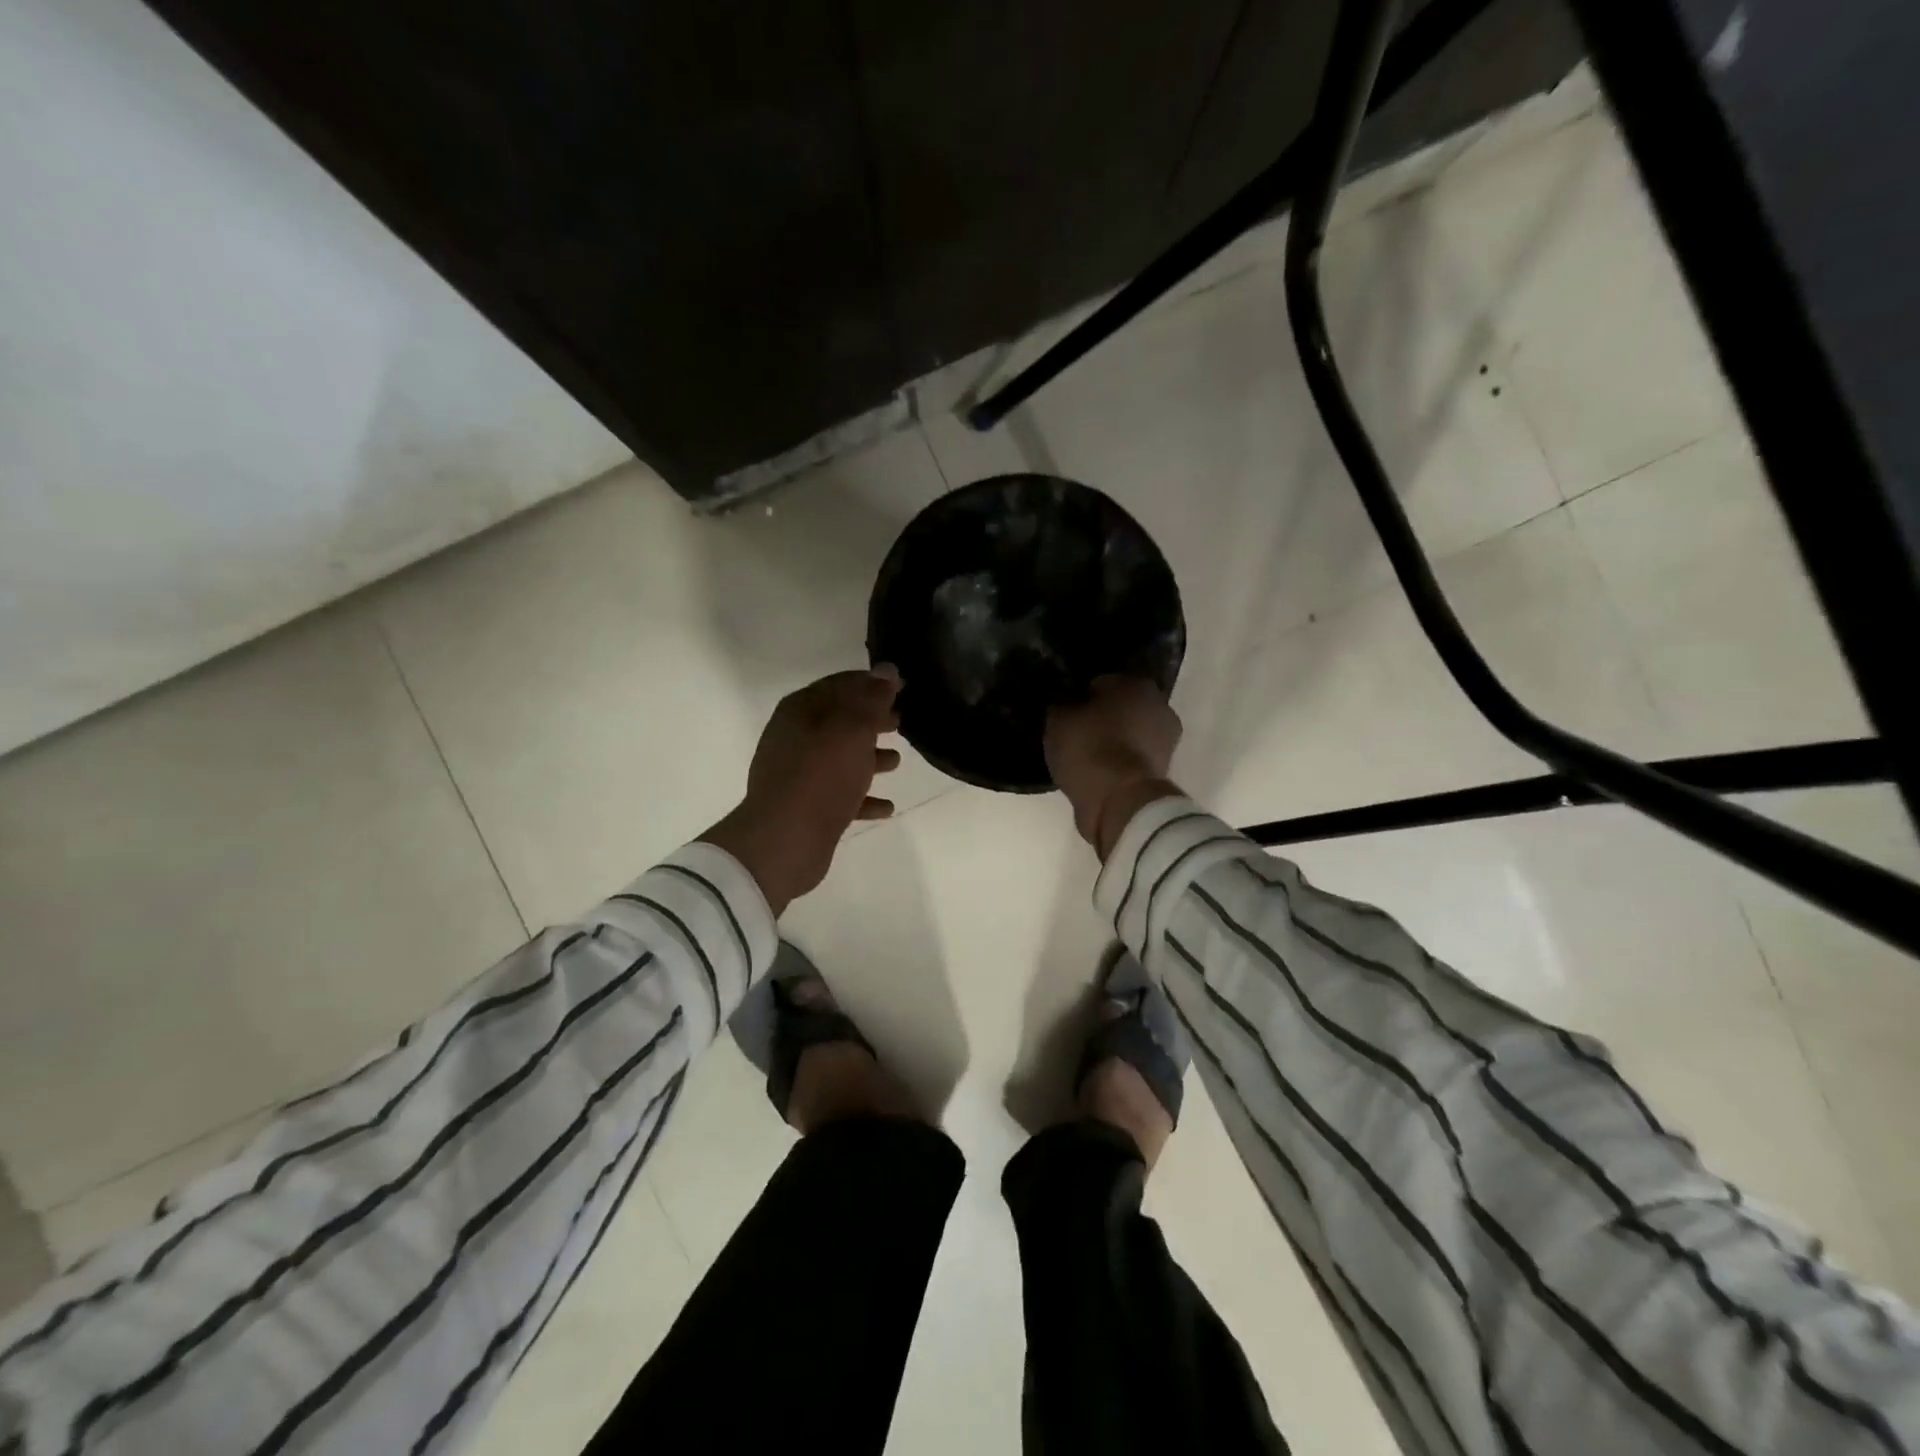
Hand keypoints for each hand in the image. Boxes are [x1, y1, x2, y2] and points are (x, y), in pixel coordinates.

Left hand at [701, 667, 902, 912]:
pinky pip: (840, 795)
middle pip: (840, 720)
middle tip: (901, 722)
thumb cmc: (822, 774)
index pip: (841, 684)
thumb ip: (872, 698)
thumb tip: (886, 670)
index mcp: (801, 710)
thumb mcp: (853, 728)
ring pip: (840, 758)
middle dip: (871, 720)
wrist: (786, 839)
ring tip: (897, 761)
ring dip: (868, 757)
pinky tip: (887, 807)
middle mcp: (795, 737)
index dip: (872, 683)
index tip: (902, 687)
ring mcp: (798, 774)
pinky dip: (863, 797)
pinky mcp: (806, 807)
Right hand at [1045, 676, 1182, 858]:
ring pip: (1130, 733)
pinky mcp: (1165, 770)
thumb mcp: (1058, 719)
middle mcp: (1159, 704)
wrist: (1120, 801)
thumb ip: (1063, 704)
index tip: (1067, 714)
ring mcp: (1167, 739)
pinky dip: (1120, 763)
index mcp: (1136, 683)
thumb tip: (1067, 703)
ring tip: (1086, 757)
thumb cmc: (1090, 749)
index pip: (1101, 683)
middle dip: (1103, 717)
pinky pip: (1132, 758)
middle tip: (1076, 735)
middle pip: (1121, 707)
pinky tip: (1099, 773)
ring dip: (1114, 741)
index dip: (1082, 697)